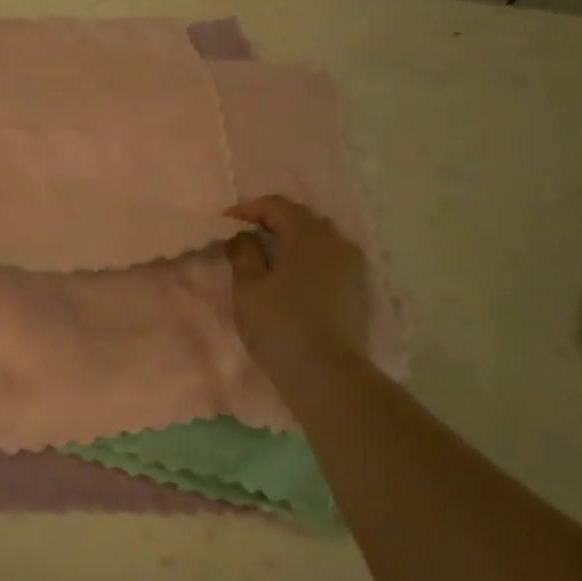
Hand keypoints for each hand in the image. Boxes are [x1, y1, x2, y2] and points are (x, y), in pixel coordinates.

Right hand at [226, 195, 369, 389]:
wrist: (327, 374)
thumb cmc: (280, 325)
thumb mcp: (248, 289)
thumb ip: (243, 255)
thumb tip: (242, 237)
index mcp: (309, 236)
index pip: (278, 206)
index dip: (248, 209)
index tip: (225, 221)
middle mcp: (337, 243)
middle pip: (303, 219)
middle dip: (272, 220)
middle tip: (245, 233)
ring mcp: (352, 267)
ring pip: (319, 239)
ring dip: (292, 239)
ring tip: (267, 254)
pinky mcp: (357, 289)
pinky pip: (329, 259)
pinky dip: (307, 258)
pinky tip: (290, 275)